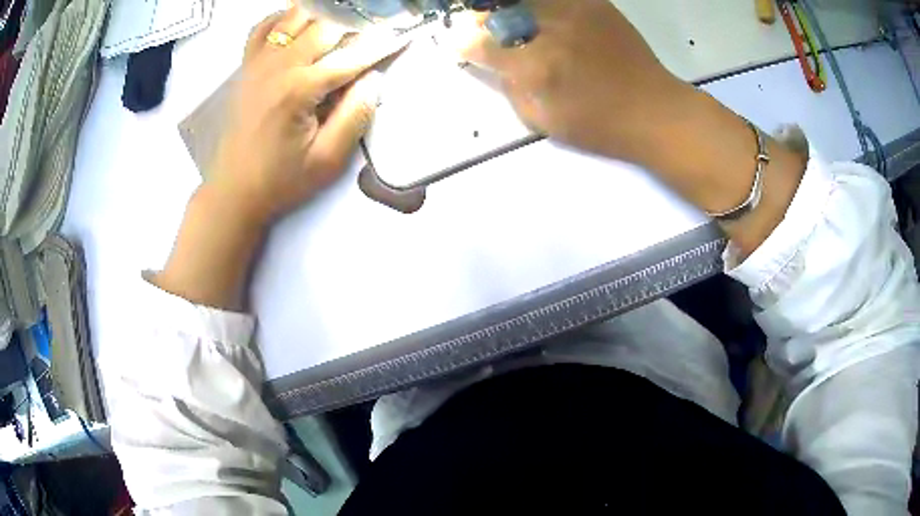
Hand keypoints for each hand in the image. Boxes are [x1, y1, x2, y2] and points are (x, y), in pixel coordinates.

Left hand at [155, 9, 405, 309]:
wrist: (234, 191)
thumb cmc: (281, 180)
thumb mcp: (327, 160)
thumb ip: (355, 115)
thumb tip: (373, 78)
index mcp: (299, 89)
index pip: (350, 56)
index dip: (380, 45)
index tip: (402, 36)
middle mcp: (278, 66)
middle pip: (325, 25)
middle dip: (354, 26)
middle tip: (370, 36)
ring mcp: (258, 63)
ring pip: (295, 16)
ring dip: (322, 17)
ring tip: (339, 30)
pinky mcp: (246, 68)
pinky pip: (263, 27)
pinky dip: (283, 19)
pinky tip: (298, 28)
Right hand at [451, 0, 806, 257]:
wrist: (657, 112)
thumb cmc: (601, 127)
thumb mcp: (545, 122)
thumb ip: (511, 89)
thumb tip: (492, 63)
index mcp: (535, 67)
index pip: (480, 44)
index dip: (464, 43)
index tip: (461, 44)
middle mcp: (551, 31)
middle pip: (498, 11)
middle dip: (483, 19)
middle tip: (485, 27)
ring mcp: (575, 12)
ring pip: (527, 0)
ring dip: (514, 10)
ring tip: (517, 22)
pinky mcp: (596, 4)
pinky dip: (545, 5)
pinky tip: (545, 16)